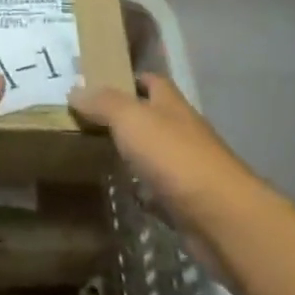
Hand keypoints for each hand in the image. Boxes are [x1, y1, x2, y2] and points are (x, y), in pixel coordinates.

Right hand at [69, 74, 247, 226]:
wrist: (219, 217)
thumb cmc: (174, 156)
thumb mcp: (131, 119)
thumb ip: (103, 103)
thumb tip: (75, 89)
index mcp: (171, 105)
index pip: (152, 81)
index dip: (129, 78)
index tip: (100, 82)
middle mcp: (182, 131)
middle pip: (153, 117)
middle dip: (126, 117)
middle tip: (87, 120)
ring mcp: (187, 168)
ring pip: (154, 153)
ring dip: (133, 153)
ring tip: (96, 153)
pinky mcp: (186, 202)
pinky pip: (158, 190)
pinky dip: (142, 190)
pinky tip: (122, 191)